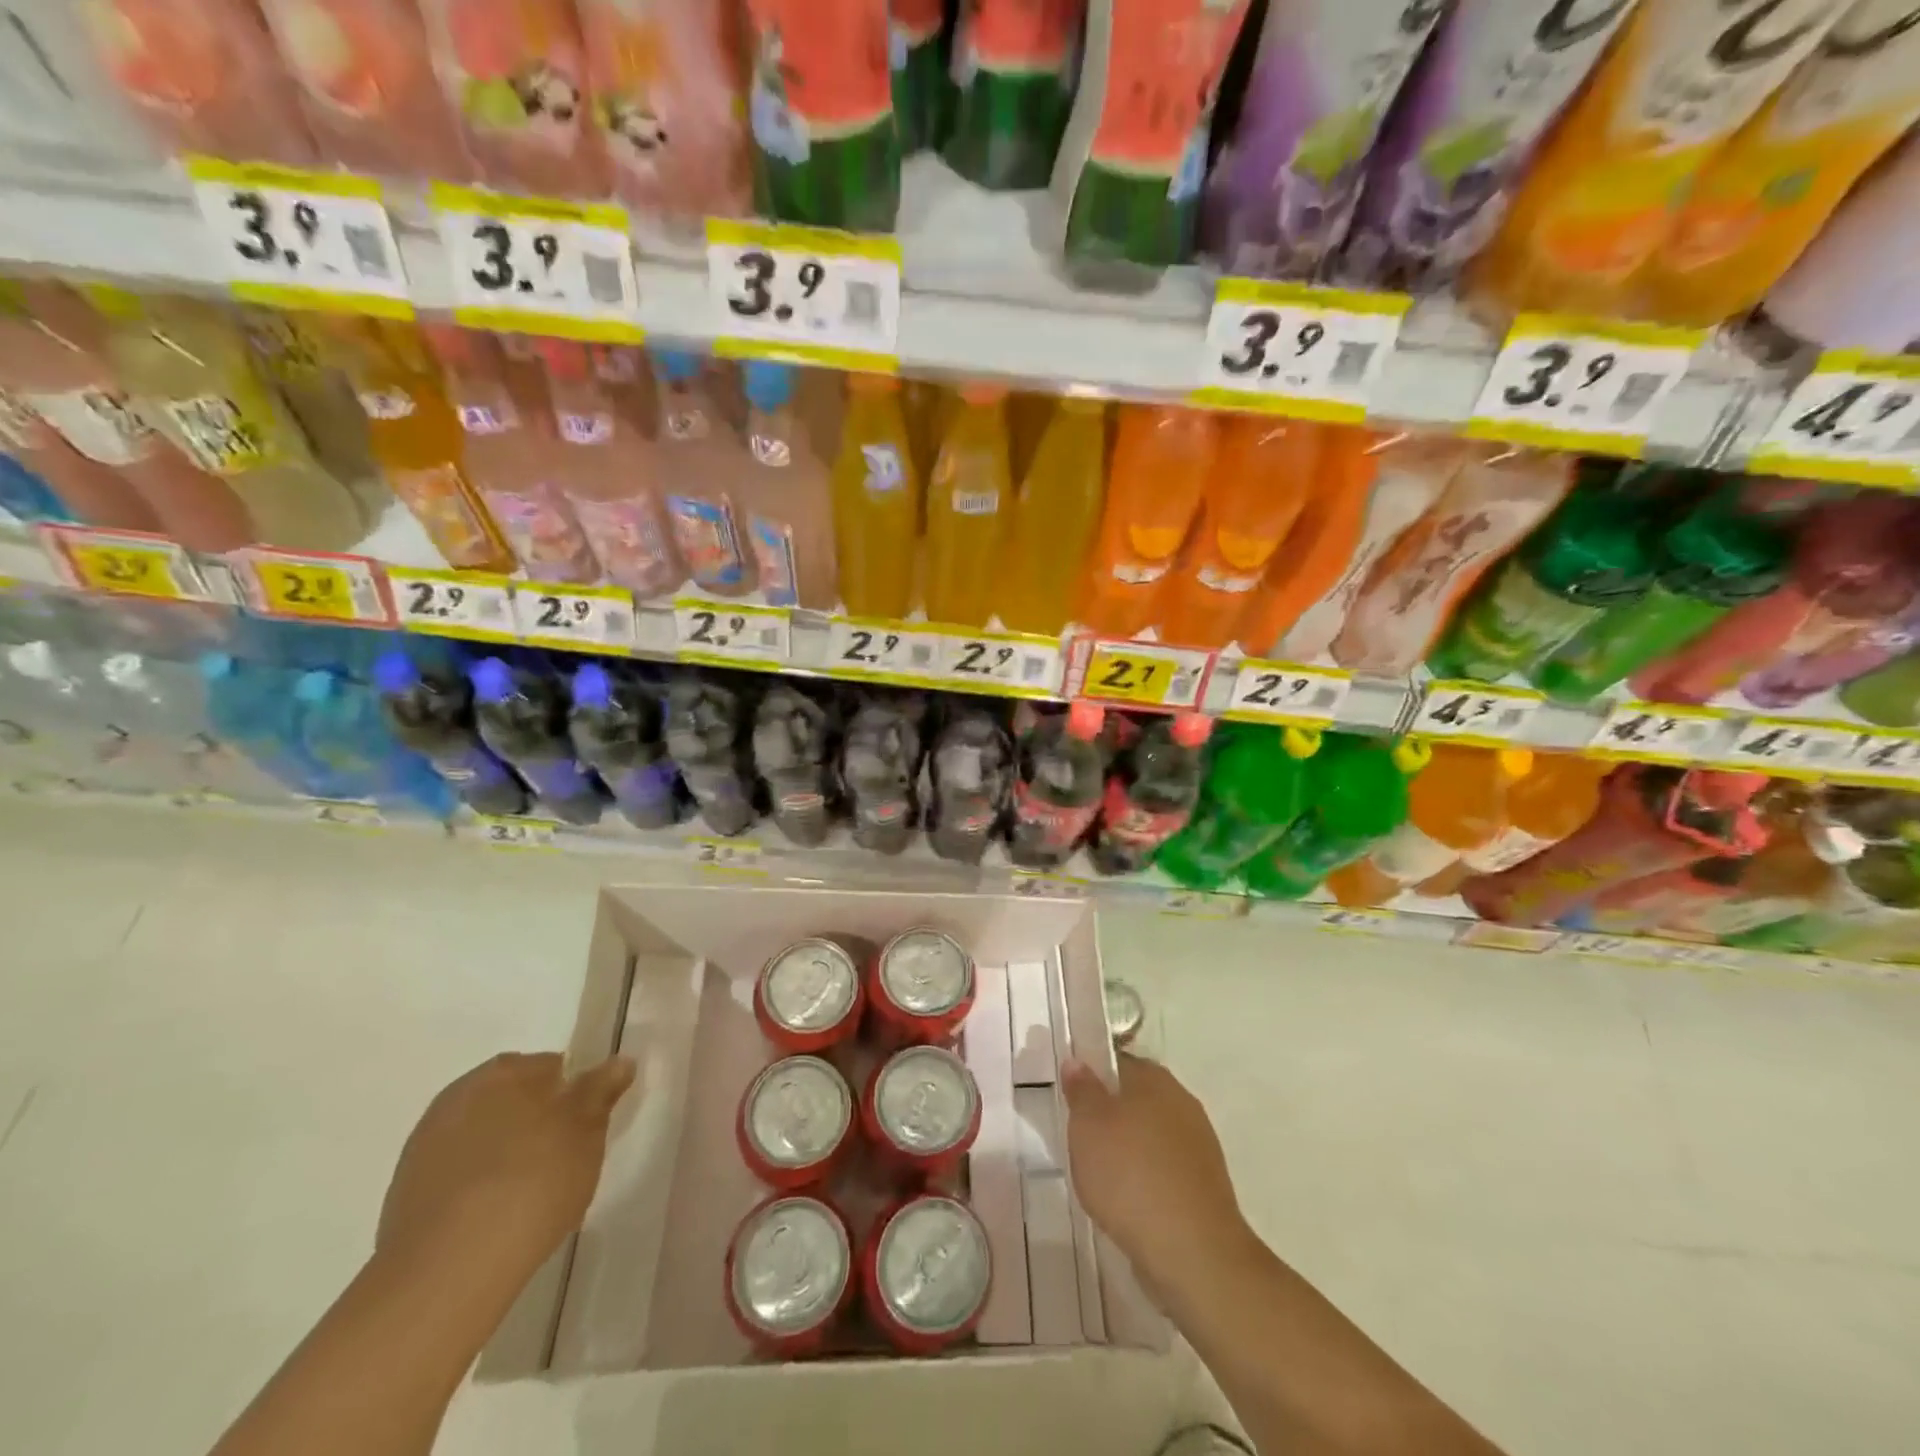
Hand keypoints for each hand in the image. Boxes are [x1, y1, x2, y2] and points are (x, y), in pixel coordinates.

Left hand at [375, 1052, 634, 1300]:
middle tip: (563, 1155)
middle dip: (535, 1119)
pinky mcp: (405, 1195)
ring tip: (530, 1191)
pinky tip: (497, 1215)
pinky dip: (478, 1185)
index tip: (586, 1123)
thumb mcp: (587, 1130)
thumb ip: (602, 1090)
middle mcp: (459, 1095)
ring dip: (504, 1151)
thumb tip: (619, 1061)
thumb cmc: (534, 1180)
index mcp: (504, 1071)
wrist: (450, 1268)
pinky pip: (458, 1174)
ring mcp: (425, 1146)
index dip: (572, 1093)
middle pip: (511, 1099)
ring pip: (483, 1136)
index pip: (550, 1066)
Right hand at [1061, 1053, 1249, 1293]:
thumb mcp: (1088, 1126)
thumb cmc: (1131, 1176)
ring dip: (1129, 1149)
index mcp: (1155, 1079)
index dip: (1092, 1076)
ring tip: (1101, 1176)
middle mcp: (1182, 1102)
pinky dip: (1146, 1179)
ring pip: (1152, 1135)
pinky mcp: (1205, 1186)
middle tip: (1080, 1139)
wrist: (1193, 1253)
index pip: (1118, 1062)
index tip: (1072, 1099)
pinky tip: (1129, 1202)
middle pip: (1137, 1098)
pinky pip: (1165, 1169)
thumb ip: (1081, 1091)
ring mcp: (1199, 1145)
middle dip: (1110, 1115)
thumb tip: (1077, 1061)